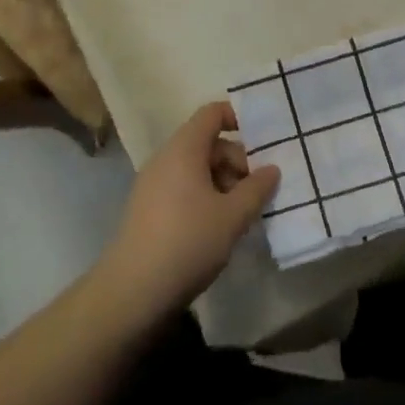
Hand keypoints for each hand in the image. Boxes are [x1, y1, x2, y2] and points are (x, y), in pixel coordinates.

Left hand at [97, 102, 278, 322]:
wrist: (133, 291)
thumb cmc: (188, 242)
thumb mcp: (233, 216)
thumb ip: (257, 188)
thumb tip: (271, 169)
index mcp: (184, 149)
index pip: (212, 113)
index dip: (238, 118)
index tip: (263, 143)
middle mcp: (165, 158)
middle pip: (207, 143)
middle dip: (237, 161)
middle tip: (258, 191)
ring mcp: (153, 184)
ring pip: (196, 169)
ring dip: (223, 183)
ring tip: (243, 214)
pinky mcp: (148, 209)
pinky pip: (183, 188)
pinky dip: (205, 197)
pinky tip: (219, 228)